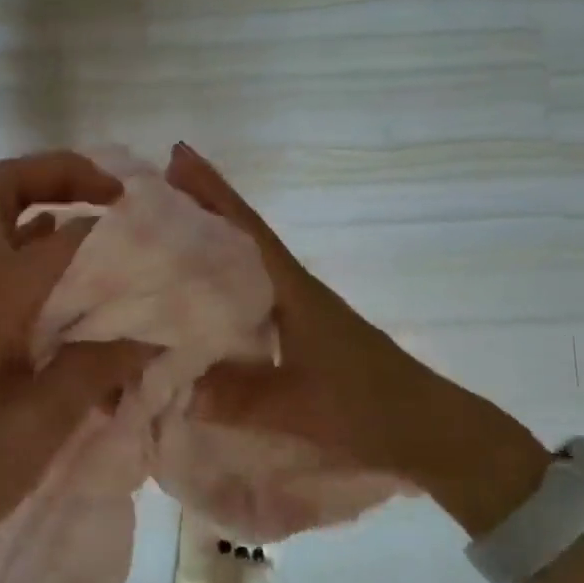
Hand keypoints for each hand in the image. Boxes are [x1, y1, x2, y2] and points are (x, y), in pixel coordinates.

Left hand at [0, 152, 154, 579]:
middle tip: (111, 194)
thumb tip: (151, 334)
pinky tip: (71, 280)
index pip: (60, 236)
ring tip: (101, 224)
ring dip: (42, 203)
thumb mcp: (38, 427)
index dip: (111, 229)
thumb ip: (95, 369)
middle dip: (55, 173)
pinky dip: (31, 246)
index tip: (158, 240)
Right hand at [164, 143, 548, 532]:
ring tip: (167, 229)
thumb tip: (178, 389)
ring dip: (212, 240)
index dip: (213, 192)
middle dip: (204, 206)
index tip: (179, 156)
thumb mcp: (301, 406)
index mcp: (292, 290)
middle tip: (158, 184)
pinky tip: (202, 294)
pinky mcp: (301, 332)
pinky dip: (222, 280)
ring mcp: (298, 309)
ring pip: (245, 263)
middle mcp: (292, 289)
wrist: (425, 426)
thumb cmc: (367, 404)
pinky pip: (250, 293)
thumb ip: (241, 399)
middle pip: (242, 235)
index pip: (247, 229)